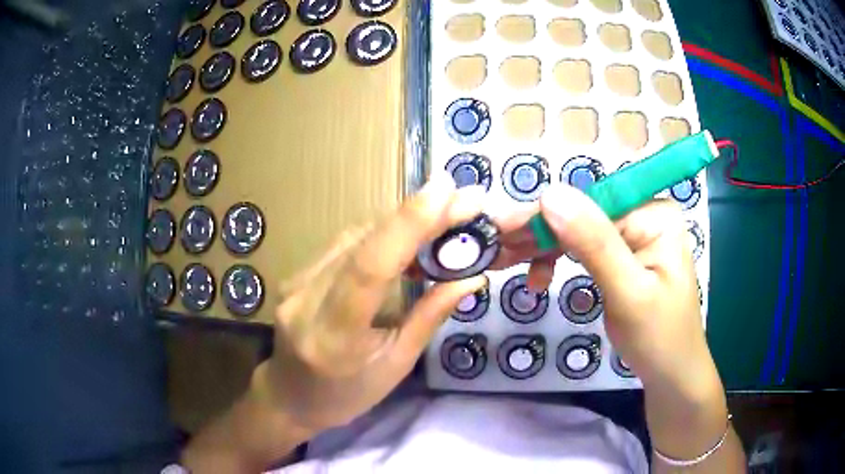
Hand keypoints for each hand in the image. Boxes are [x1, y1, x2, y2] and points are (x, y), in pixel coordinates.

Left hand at [254, 173, 487, 434]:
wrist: (290, 395)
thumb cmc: (347, 394)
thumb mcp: (396, 366)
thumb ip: (429, 317)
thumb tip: (470, 278)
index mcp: (334, 336)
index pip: (369, 269)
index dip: (407, 225)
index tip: (445, 191)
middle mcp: (305, 301)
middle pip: (362, 242)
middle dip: (415, 214)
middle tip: (460, 196)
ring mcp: (294, 283)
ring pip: (353, 236)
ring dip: (399, 221)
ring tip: (442, 211)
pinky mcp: (295, 274)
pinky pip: (343, 244)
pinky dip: (379, 233)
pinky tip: (405, 232)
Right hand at [495, 184, 740, 467]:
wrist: (671, 375)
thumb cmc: (659, 339)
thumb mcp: (628, 293)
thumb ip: (594, 243)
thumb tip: (550, 195)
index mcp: (654, 214)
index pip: (590, 204)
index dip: (544, 215)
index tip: (499, 228)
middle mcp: (643, 215)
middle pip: (581, 214)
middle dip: (536, 232)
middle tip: (493, 248)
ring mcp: (633, 235)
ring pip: (576, 231)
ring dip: (540, 246)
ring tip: (503, 261)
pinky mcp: (622, 256)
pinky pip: (582, 249)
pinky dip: (557, 260)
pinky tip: (537, 277)